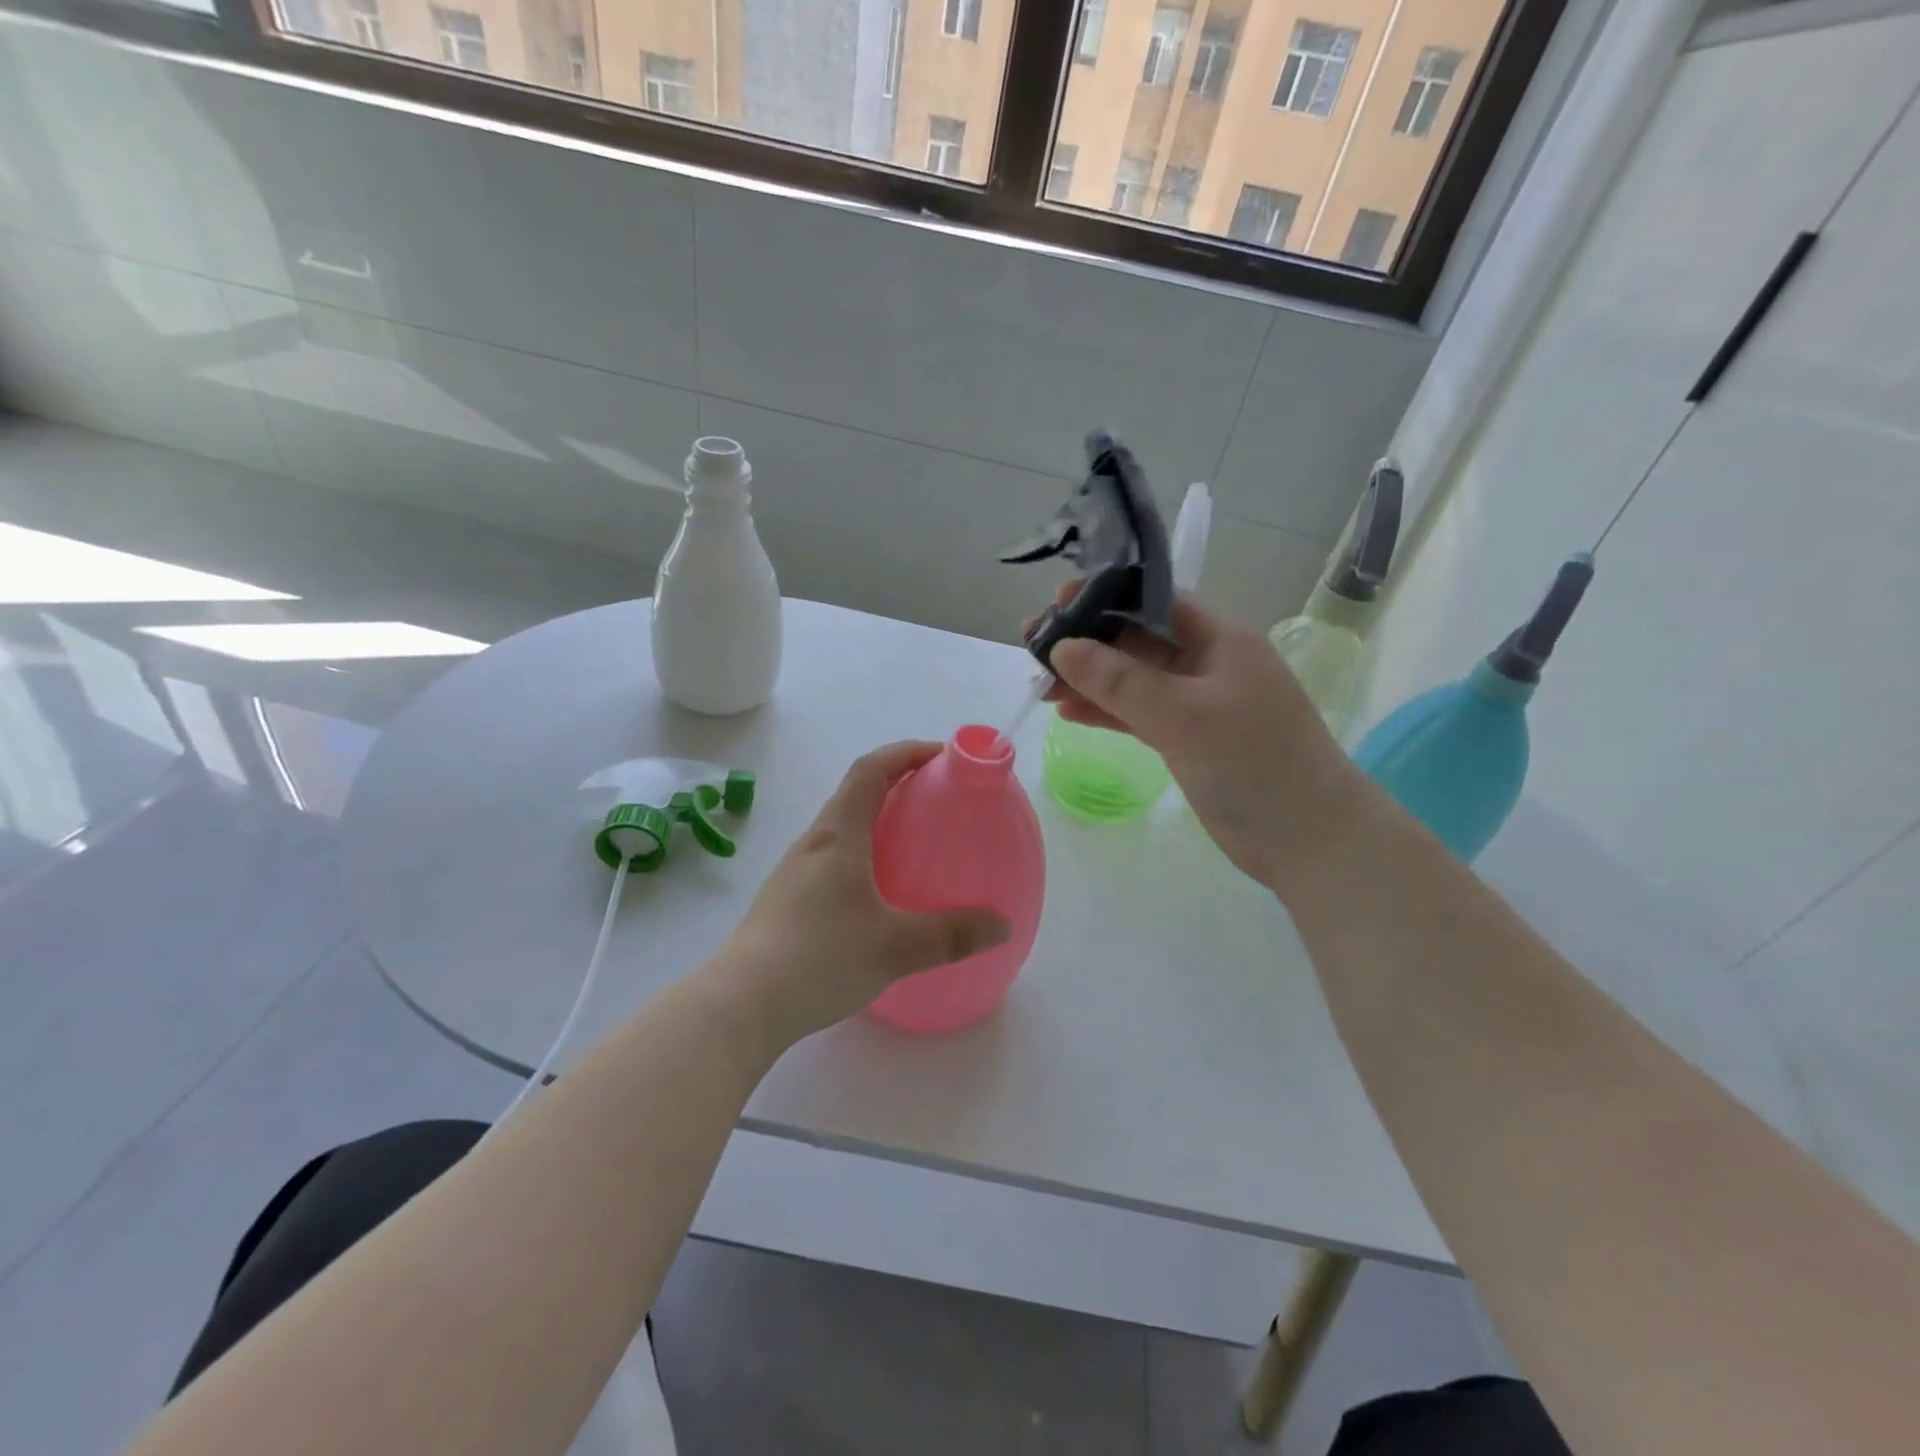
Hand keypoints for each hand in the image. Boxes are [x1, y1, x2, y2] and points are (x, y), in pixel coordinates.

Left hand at [711, 742, 1011, 1045]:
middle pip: (854, 794)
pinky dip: (860, 854)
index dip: (905, 752)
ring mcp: (794, 872)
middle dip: (895, 783)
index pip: (870, 770)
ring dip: (875, 819)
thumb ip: (953, 935)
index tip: (941, 755)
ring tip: (911, 843)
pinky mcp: (785, 901)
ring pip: (839, 828)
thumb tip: (1003, 925)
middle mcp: (813, 844)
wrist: (741, 1005)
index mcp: (839, 837)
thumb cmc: (821, 959)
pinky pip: (830, 859)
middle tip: (935, 799)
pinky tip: (876, 895)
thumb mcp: (896, 948)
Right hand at [1043, 589, 1370, 893]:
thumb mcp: (1183, 714)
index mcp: (1219, 638)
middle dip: (1087, 641)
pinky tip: (1069, 713)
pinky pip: (1137, 714)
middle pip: (1137, 639)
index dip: (1105, 597)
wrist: (1307, 839)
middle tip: (1034, 646)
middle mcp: (1206, 662)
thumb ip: (1120, 680)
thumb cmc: (1254, 762)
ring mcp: (1196, 703)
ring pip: (1132, 680)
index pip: (1154, 600)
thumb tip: (1062, 647)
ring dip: (1089, 680)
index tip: (1056, 604)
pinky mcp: (1187, 739)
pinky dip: (1106, 712)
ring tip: (1039, 684)